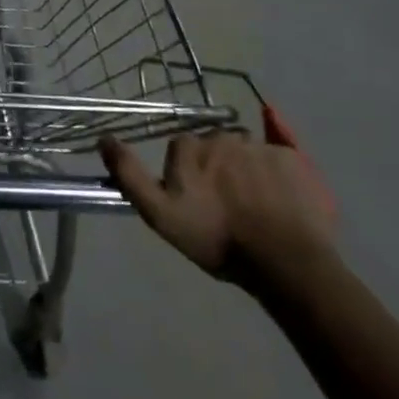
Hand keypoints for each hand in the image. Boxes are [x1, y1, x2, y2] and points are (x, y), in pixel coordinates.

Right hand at [100, 132, 335, 289]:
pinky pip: (281, 154)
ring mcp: (260, 146)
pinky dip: (278, 168)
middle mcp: (221, 136)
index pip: (181, 149)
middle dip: (218, 167)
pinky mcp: (294, 159)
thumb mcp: (160, 214)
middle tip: (226, 204)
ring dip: (247, 169)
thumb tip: (104, 138)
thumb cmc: (217, 239)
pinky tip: (281, 190)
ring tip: (257, 204)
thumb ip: (129, 174)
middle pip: (215, 146)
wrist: (285, 262)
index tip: (195, 200)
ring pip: (247, 150)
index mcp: (188, 147)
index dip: (187, 173)